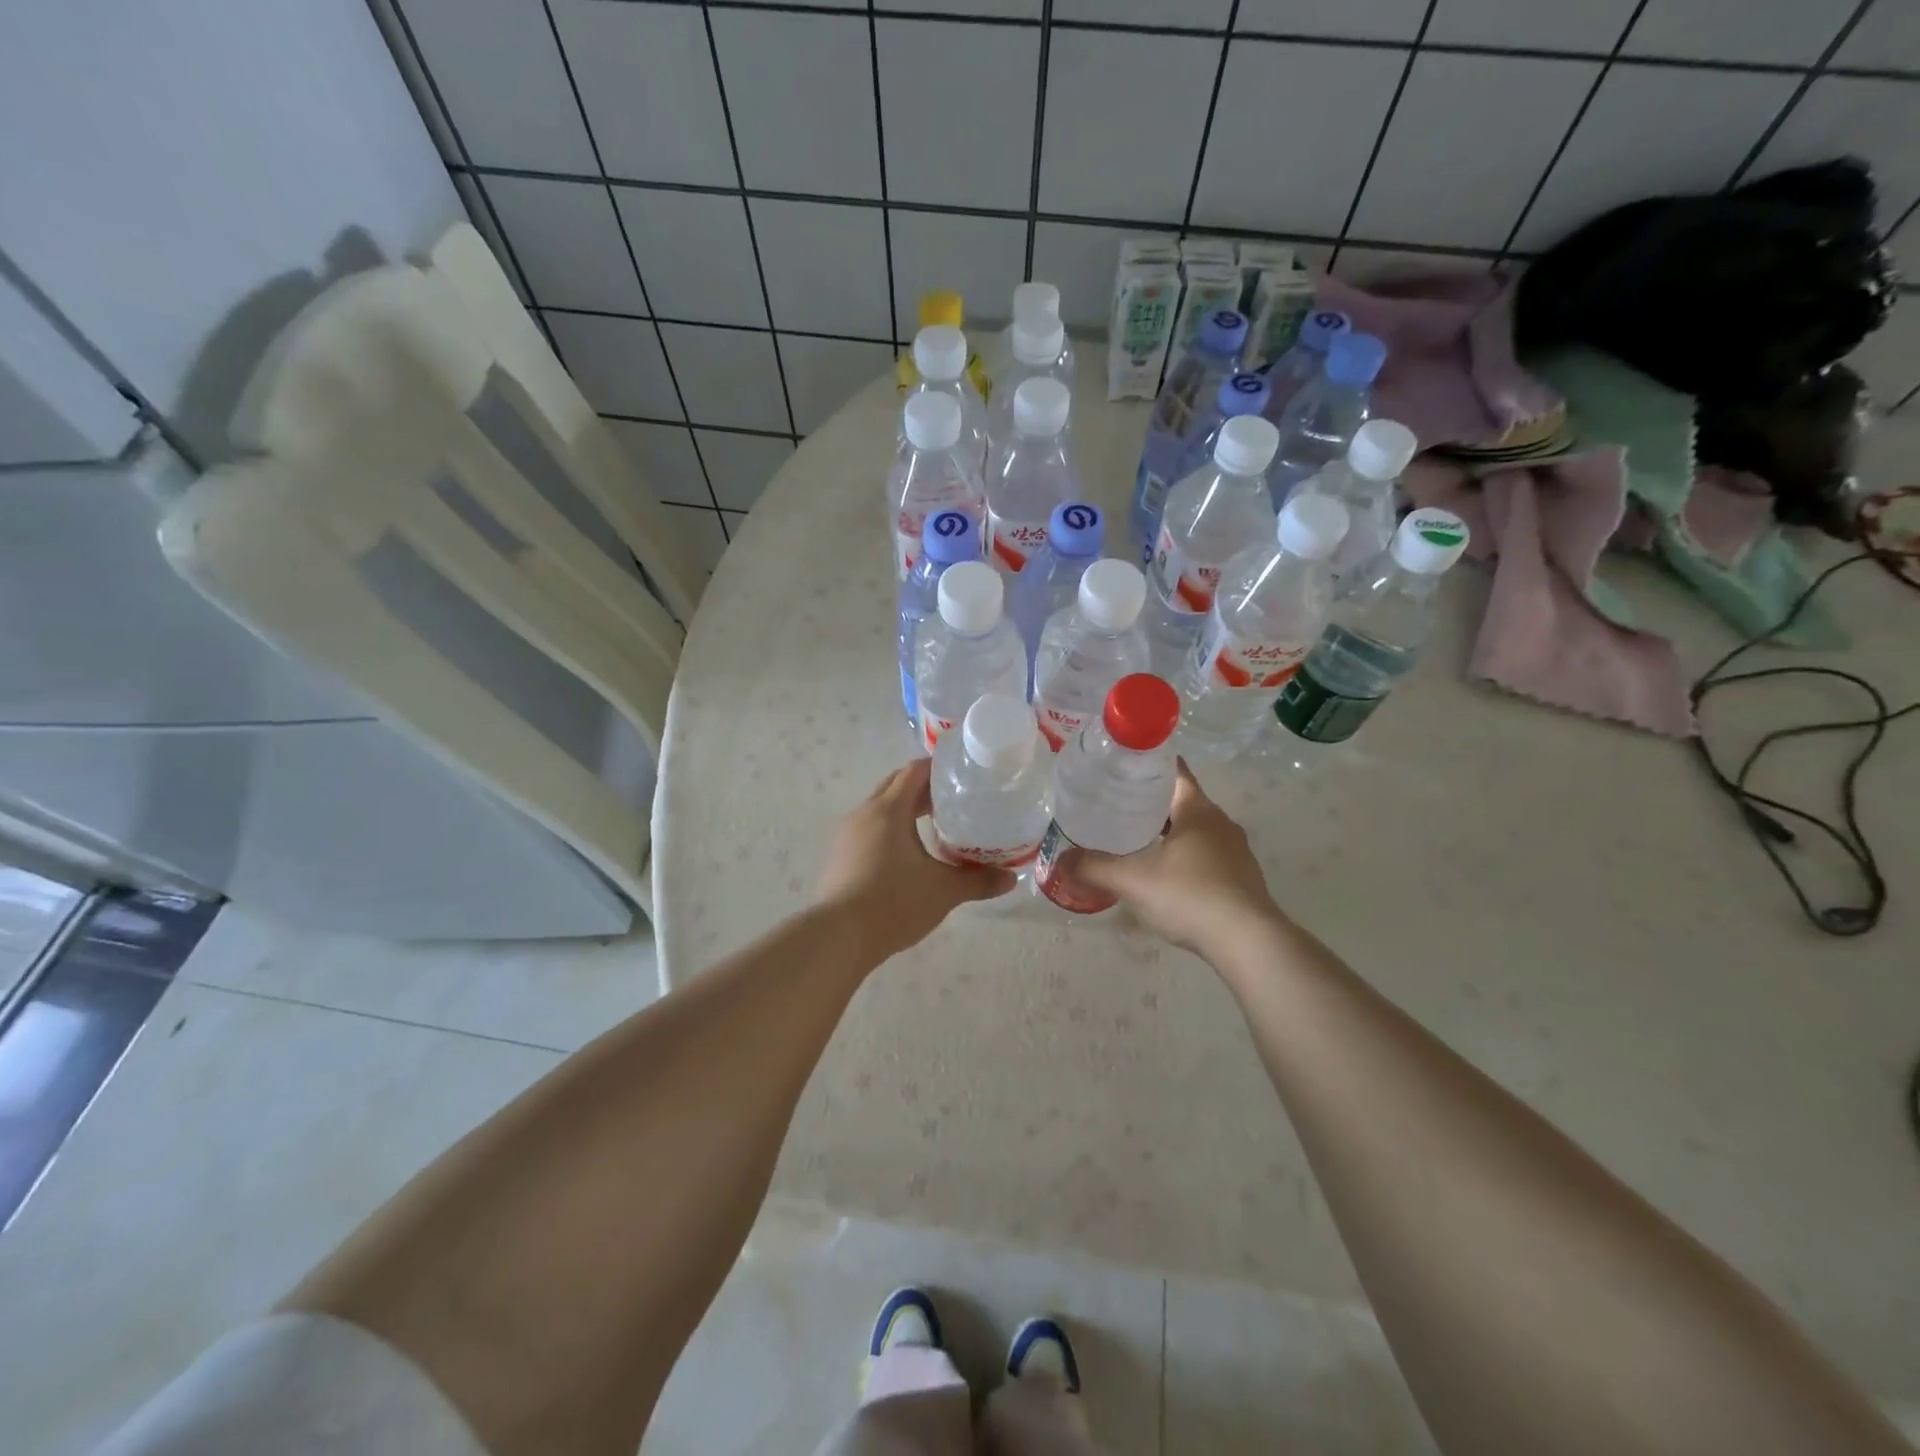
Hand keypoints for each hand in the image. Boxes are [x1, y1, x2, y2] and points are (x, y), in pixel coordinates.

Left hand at [814, 759, 1017, 961]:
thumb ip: (978, 881)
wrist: (838, 936)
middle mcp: (865, 813)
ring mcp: (848, 834)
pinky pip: (869, 829)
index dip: (938, 767)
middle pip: (896, 785)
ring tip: (934, 825)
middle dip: (923, 788)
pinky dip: (890, 829)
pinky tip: (907, 853)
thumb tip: (1012, 878)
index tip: (962, 774)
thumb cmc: (894, 902)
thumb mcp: (944, 891)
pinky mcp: (840, 856)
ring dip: (905, 809)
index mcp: (889, 809)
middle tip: (954, 799)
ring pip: (880, 808)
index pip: (914, 771)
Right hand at [1071, 761, 1282, 957]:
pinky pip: (1207, 856)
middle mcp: (1221, 823)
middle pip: (1182, 801)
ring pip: (1195, 831)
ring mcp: (1236, 852)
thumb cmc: (1191, 896)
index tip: (1121, 767)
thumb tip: (1059, 862)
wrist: (1250, 943)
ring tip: (1134, 840)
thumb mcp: (1134, 881)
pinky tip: (1164, 876)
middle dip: (1151, 802)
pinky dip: (1184, 857)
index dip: (1147, 765)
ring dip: (1169, 832)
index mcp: (1198, 810)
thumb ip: (1094, 868)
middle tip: (1115, 806)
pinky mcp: (1242, 879)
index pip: (1173, 771)